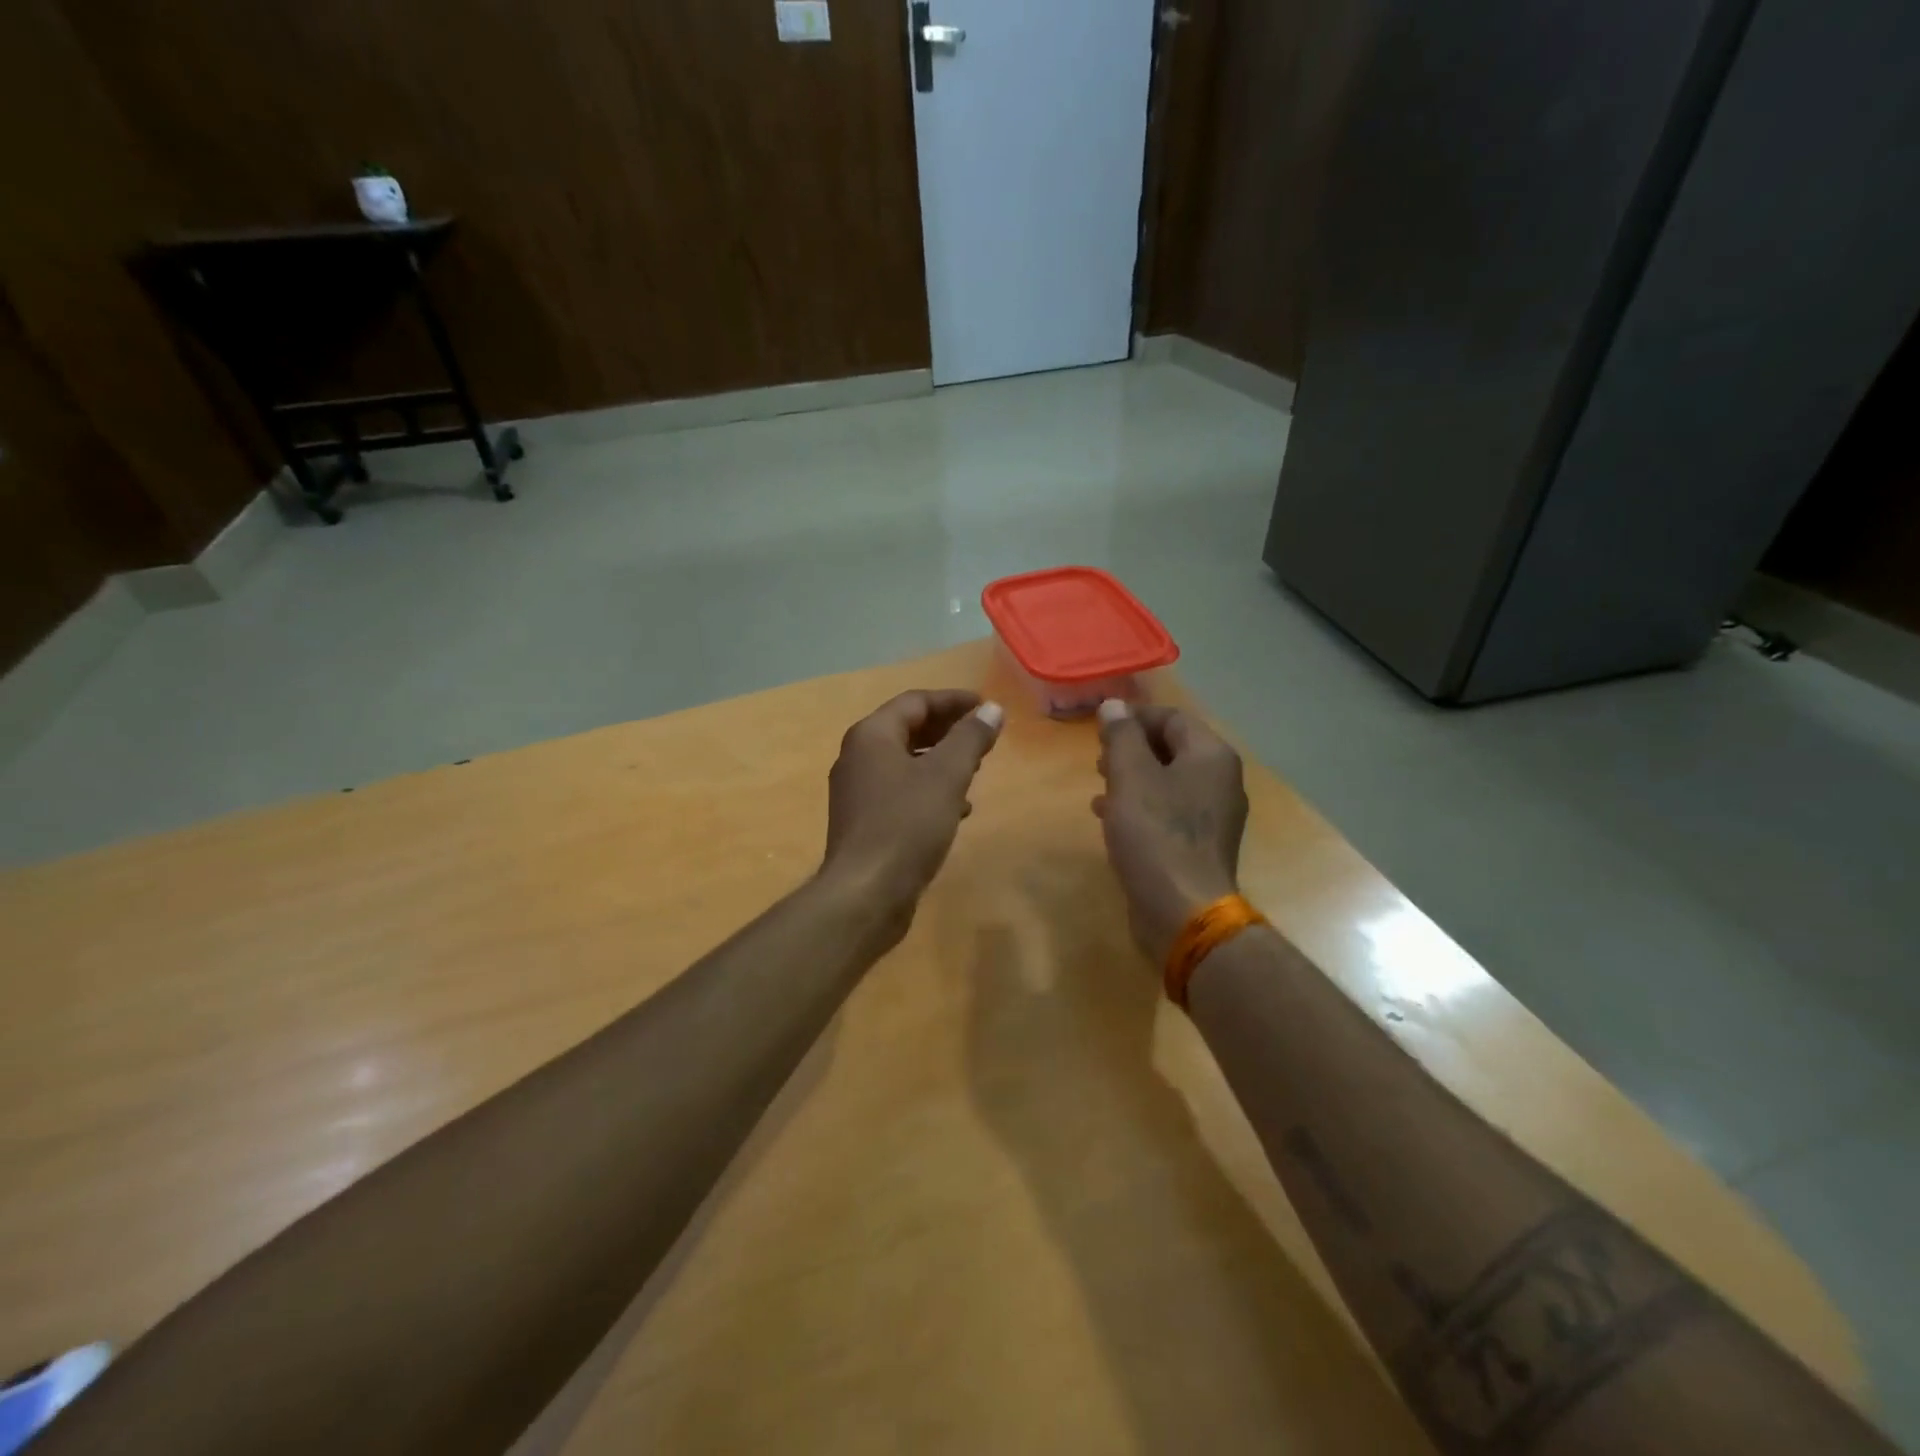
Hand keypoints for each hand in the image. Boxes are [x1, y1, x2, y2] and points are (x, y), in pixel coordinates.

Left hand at [821, 690, 1003, 914]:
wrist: (865, 893)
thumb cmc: (906, 824)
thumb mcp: (947, 775)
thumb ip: (970, 738)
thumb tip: (991, 709)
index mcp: (871, 736)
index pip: (915, 702)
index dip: (953, 700)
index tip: (986, 706)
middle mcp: (857, 757)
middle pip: (907, 729)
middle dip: (947, 729)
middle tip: (982, 735)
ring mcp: (857, 792)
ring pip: (905, 762)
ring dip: (940, 761)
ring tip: (975, 769)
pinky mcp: (864, 822)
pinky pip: (900, 792)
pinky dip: (929, 790)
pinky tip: (957, 809)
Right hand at [1093, 699, 1248, 965]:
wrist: (1182, 910)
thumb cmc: (1156, 834)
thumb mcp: (1131, 776)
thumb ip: (1122, 736)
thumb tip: (1114, 705)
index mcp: (1211, 756)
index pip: (1172, 718)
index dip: (1134, 717)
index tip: (1099, 728)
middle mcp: (1220, 781)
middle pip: (1172, 749)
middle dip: (1131, 749)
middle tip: (1098, 759)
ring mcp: (1213, 816)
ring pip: (1167, 782)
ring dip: (1132, 778)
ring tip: (1099, 786)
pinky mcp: (1199, 845)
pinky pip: (1168, 812)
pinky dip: (1140, 807)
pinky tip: (1110, 817)